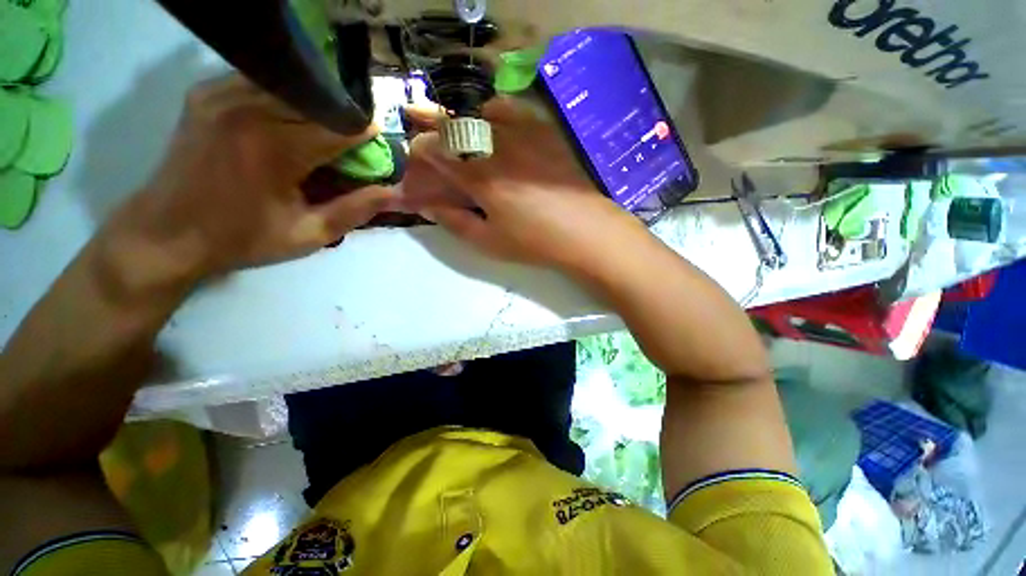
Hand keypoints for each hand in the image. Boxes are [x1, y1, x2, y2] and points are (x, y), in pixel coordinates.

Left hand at [107, 74, 395, 284]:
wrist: (166, 233)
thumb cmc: (242, 239)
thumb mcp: (309, 235)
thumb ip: (355, 210)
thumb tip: (393, 192)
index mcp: (276, 148)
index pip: (341, 125)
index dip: (367, 136)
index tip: (376, 150)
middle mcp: (248, 109)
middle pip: (319, 101)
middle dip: (343, 122)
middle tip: (350, 147)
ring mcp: (221, 94)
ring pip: (291, 86)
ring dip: (315, 108)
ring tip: (319, 136)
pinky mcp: (205, 92)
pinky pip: (260, 82)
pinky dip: (283, 98)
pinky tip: (285, 122)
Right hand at [400, 99, 647, 271]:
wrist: (585, 231)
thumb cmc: (535, 242)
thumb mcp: (489, 242)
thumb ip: (454, 221)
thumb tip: (427, 206)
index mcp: (480, 175)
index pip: (433, 149)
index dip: (419, 157)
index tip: (419, 172)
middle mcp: (497, 144)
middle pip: (451, 125)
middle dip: (433, 136)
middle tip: (435, 155)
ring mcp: (522, 132)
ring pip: (475, 111)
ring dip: (460, 123)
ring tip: (462, 142)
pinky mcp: (542, 130)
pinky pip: (508, 108)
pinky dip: (490, 114)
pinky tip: (492, 129)